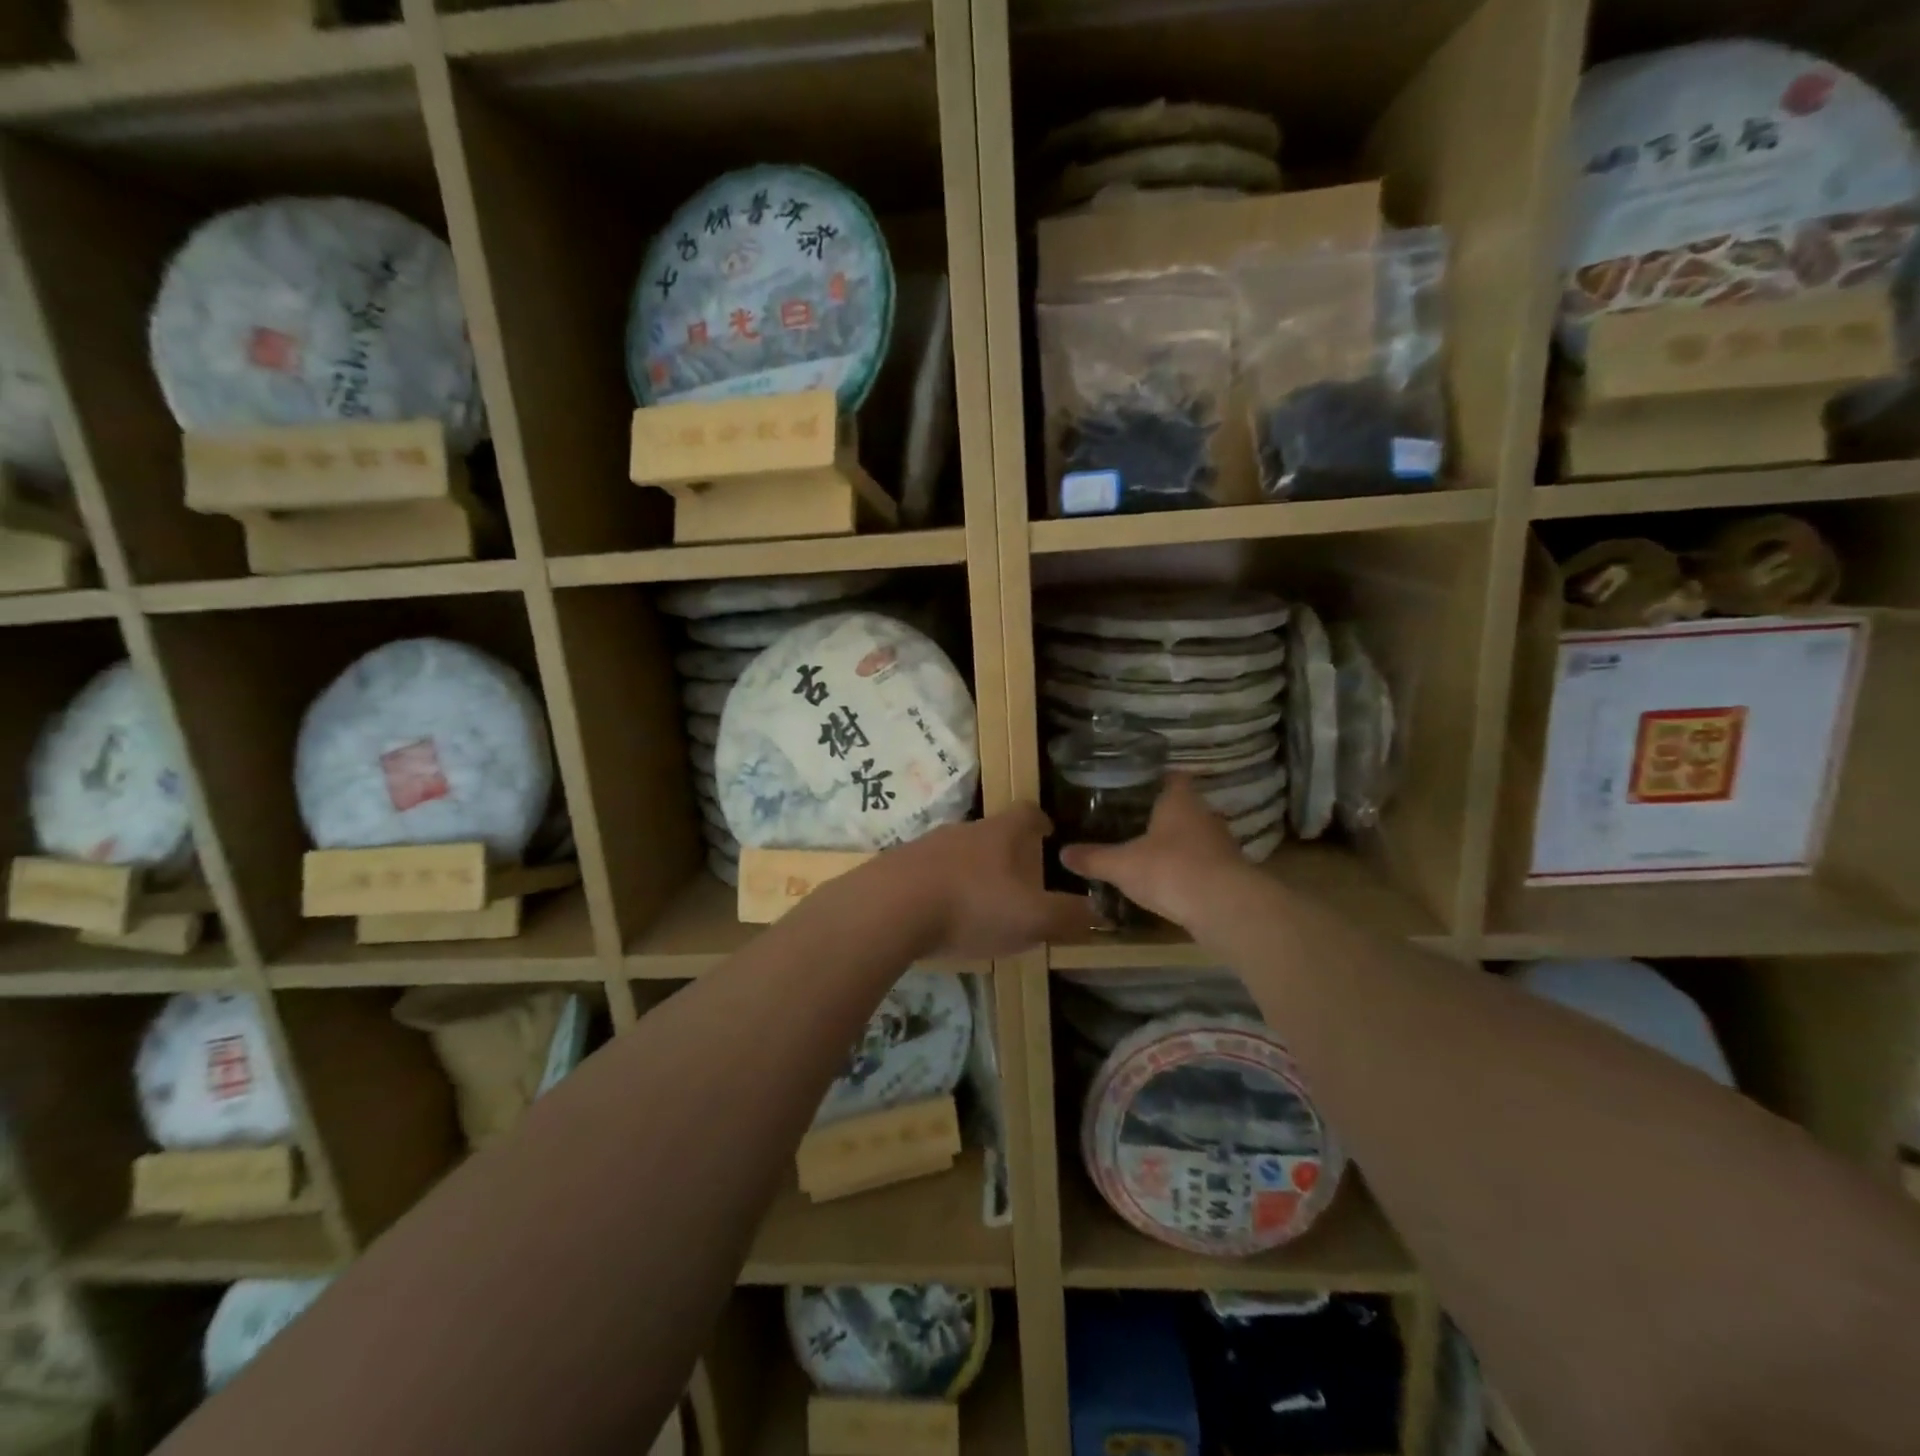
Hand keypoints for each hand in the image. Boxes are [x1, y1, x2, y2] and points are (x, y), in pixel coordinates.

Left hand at [885, 803, 1101, 957]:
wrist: (888, 909)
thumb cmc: (971, 906)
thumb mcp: (1031, 918)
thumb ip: (1067, 917)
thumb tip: (1099, 913)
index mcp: (998, 834)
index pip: (1026, 813)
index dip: (1040, 820)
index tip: (1048, 831)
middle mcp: (962, 831)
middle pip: (990, 832)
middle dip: (1006, 852)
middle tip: (1018, 879)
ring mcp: (925, 846)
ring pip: (957, 853)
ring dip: (971, 871)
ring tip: (979, 902)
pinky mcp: (897, 868)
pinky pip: (927, 872)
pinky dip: (940, 888)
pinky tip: (939, 915)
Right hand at [1060, 774, 1250, 928]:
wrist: (1223, 907)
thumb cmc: (1169, 869)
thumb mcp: (1121, 865)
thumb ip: (1093, 858)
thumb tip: (1062, 853)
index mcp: (1180, 801)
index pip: (1173, 777)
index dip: (1157, 779)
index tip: (1137, 786)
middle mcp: (1205, 816)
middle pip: (1186, 807)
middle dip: (1165, 814)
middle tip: (1136, 821)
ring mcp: (1222, 845)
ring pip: (1197, 836)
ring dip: (1180, 843)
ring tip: (1152, 852)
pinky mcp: (1231, 873)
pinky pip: (1205, 864)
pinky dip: (1190, 869)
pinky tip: (1172, 881)